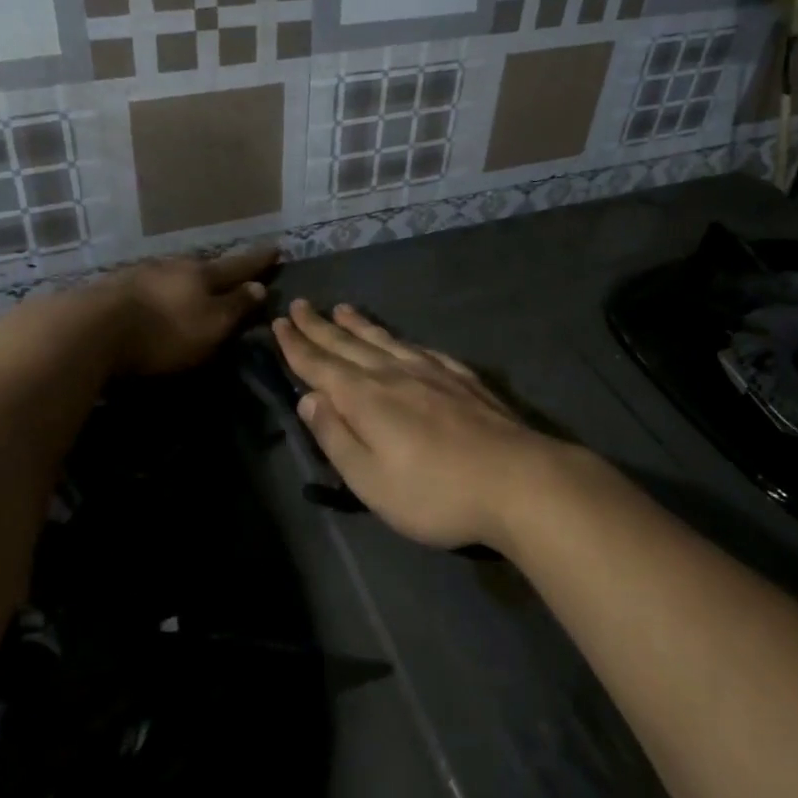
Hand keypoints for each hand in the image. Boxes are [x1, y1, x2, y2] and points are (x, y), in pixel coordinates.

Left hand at [105, 247, 274, 374]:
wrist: (90, 330)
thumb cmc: (163, 331)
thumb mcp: (212, 325)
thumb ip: (236, 306)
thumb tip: (258, 286)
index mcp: (201, 274)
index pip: (238, 265)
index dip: (258, 261)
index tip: (276, 248)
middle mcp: (172, 266)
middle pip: (203, 267)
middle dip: (218, 271)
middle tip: (231, 273)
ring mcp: (139, 274)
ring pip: (172, 274)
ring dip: (185, 281)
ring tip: (192, 289)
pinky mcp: (113, 289)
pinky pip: (147, 287)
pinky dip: (159, 292)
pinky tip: (155, 299)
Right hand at [272, 300, 571, 549]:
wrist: (518, 479)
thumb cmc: (435, 492)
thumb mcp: (371, 481)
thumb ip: (336, 437)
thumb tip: (308, 398)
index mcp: (366, 398)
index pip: (320, 365)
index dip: (296, 345)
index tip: (279, 323)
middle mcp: (394, 373)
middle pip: (348, 344)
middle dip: (320, 326)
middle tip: (299, 305)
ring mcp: (432, 371)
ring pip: (384, 340)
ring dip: (358, 324)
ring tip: (341, 308)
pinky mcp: (462, 378)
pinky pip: (420, 348)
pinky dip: (400, 339)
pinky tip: (402, 340)